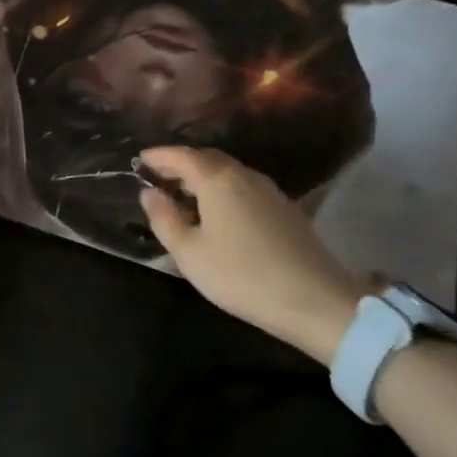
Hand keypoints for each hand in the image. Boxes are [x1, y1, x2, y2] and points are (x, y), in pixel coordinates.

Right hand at [138, 146, 362, 365]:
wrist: (316, 300)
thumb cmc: (242, 275)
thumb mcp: (190, 253)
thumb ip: (164, 219)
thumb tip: (149, 193)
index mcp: (217, 179)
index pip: (181, 155)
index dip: (158, 155)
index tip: (140, 159)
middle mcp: (243, 175)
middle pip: (206, 158)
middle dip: (180, 164)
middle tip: (159, 177)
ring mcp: (268, 190)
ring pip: (227, 172)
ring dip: (202, 177)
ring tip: (184, 195)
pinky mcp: (284, 208)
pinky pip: (243, 186)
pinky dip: (223, 189)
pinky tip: (218, 213)